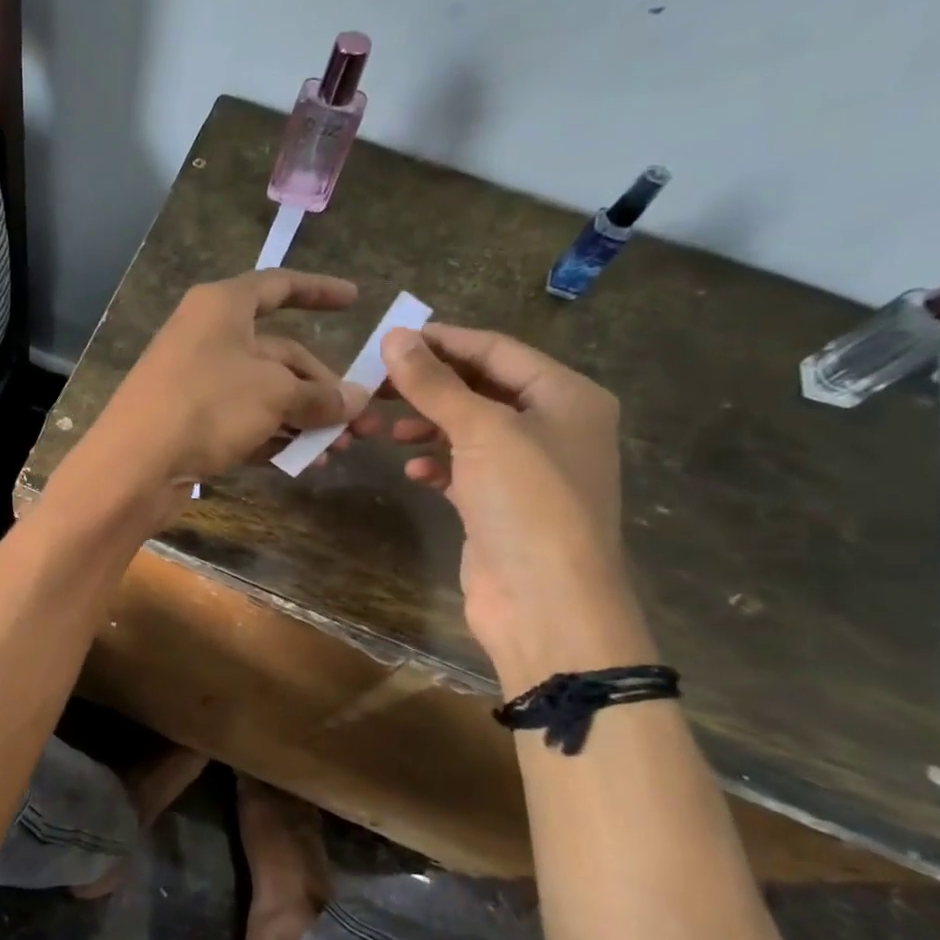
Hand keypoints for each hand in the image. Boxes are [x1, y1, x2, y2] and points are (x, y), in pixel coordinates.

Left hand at [63, 270, 365, 525]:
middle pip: (278, 353)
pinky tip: (303, 461)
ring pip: (264, 392)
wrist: (134, 466)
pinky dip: (273, 436)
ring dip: (303, 418)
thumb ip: (319, 395)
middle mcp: (208, 337)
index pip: (279, 286)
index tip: (355, 299)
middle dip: (322, 387)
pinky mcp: (190, 421)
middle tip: (360, 422)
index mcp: (222, 307)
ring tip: (338, 449)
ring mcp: (196, 381)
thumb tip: (357, 399)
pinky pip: (243, 420)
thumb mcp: (273, 394)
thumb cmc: (206, 406)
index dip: (319, 290)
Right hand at [348, 322, 654, 692]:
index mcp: (565, 396)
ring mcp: (527, 469)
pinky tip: (413, 470)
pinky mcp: (501, 505)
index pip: (497, 350)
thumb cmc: (526, 502)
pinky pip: (464, 468)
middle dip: (428, 387)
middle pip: (480, 389)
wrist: (546, 602)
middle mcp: (553, 426)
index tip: (389, 340)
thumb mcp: (481, 431)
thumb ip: (435, 384)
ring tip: (383, 430)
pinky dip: (437, 463)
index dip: (444, 341)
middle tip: (374, 386)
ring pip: (468, 429)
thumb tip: (395, 337)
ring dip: (426, 425)